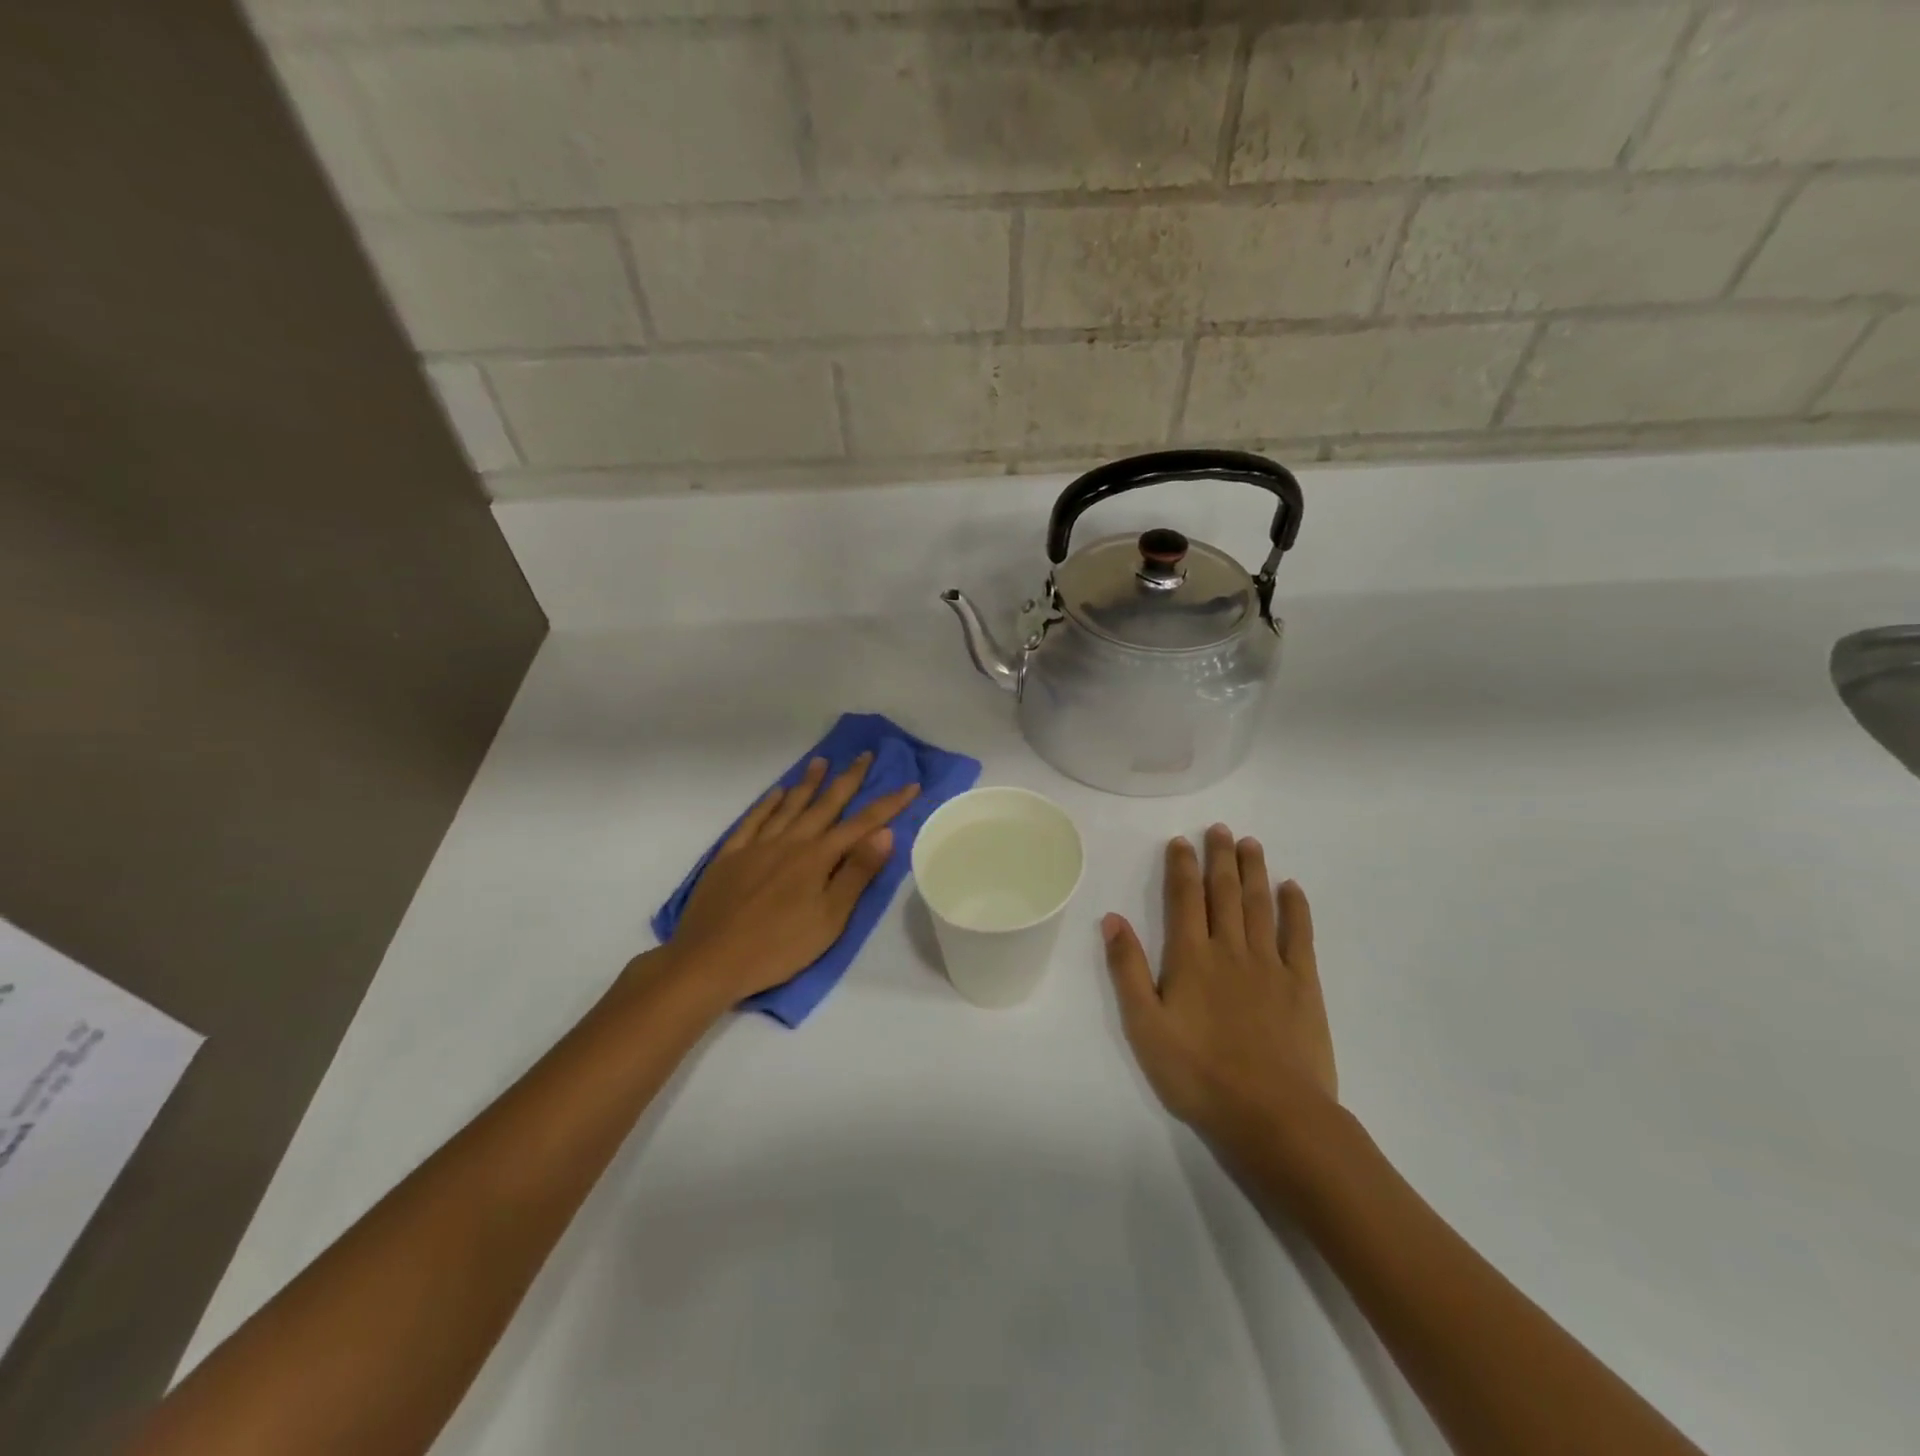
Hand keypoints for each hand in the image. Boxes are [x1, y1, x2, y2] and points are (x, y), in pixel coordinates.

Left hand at [660, 753, 919, 1005]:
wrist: (709, 960)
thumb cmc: (778, 947)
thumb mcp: (829, 919)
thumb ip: (856, 873)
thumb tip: (885, 833)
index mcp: (817, 858)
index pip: (861, 824)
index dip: (888, 804)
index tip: (910, 784)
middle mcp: (790, 842)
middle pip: (825, 804)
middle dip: (848, 779)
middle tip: (864, 754)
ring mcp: (757, 846)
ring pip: (789, 806)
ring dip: (808, 782)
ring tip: (821, 761)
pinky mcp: (730, 856)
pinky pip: (753, 820)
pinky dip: (767, 804)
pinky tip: (776, 793)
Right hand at [1101, 824, 1336, 1138]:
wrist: (1273, 1115)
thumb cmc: (1199, 1074)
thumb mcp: (1145, 1026)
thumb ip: (1128, 970)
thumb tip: (1112, 919)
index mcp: (1191, 958)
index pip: (1185, 899)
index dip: (1182, 867)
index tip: (1181, 841)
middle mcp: (1230, 949)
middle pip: (1225, 892)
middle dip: (1220, 857)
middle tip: (1220, 828)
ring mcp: (1270, 965)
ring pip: (1260, 905)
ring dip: (1253, 871)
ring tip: (1250, 844)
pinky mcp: (1303, 985)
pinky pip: (1300, 936)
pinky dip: (1296, 908)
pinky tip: (1292, 888)